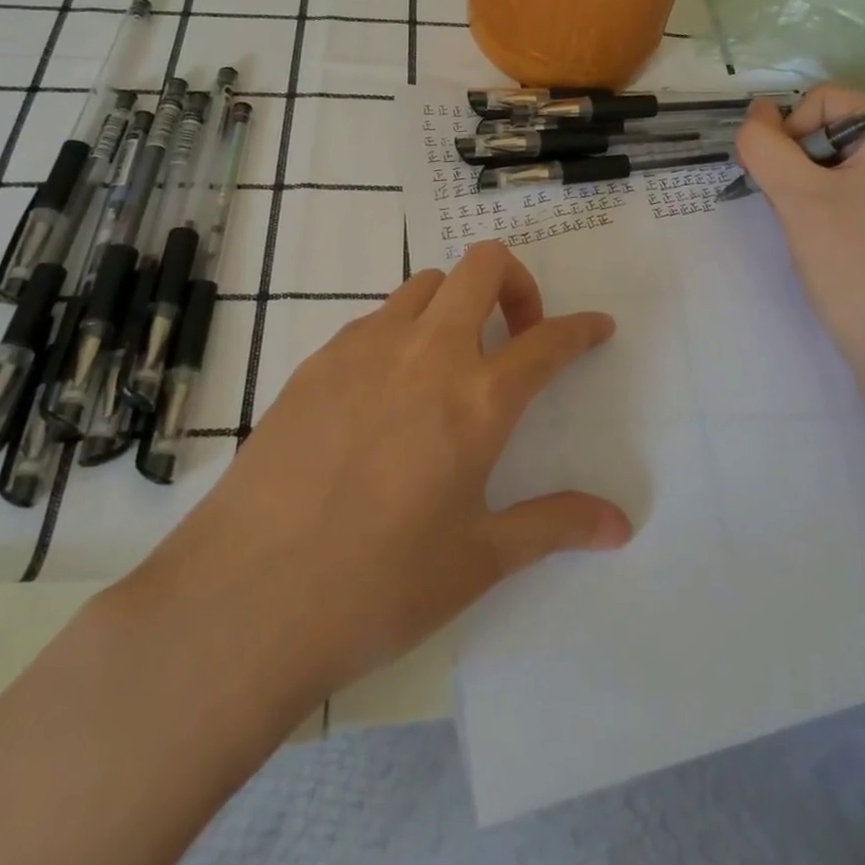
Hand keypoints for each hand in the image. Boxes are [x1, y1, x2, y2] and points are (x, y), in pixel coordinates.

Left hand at [125, 242, 631, 698]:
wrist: (244, 599)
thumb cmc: (377, 587)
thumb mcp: (479, 561)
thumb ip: (554, 526)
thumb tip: (620, 524)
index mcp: (476, 400)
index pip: (548, 340)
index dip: (582, 328)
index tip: (597, 327)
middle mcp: (426, 353)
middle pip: (483, 264)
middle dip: (516, 282)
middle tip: (516, 334)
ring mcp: (364, 347)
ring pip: (426, 283)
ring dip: (454, 305)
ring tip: (449, 365)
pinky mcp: (317, 360)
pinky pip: (375, 320)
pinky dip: (402, 333)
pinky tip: (385, 396)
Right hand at [735, 87, 864, 378]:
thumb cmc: (851, 261)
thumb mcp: (796, 195)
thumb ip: (764, 145)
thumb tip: (755, 112)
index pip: (822, 100)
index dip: (791, 133)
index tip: (788, 183)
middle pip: (826, 126)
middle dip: (796, 161)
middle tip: (793, 206)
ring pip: (828, 157)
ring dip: (802, 183)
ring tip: (806, 223)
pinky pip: (844, 183)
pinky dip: (820, 200)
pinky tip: (818, 233)